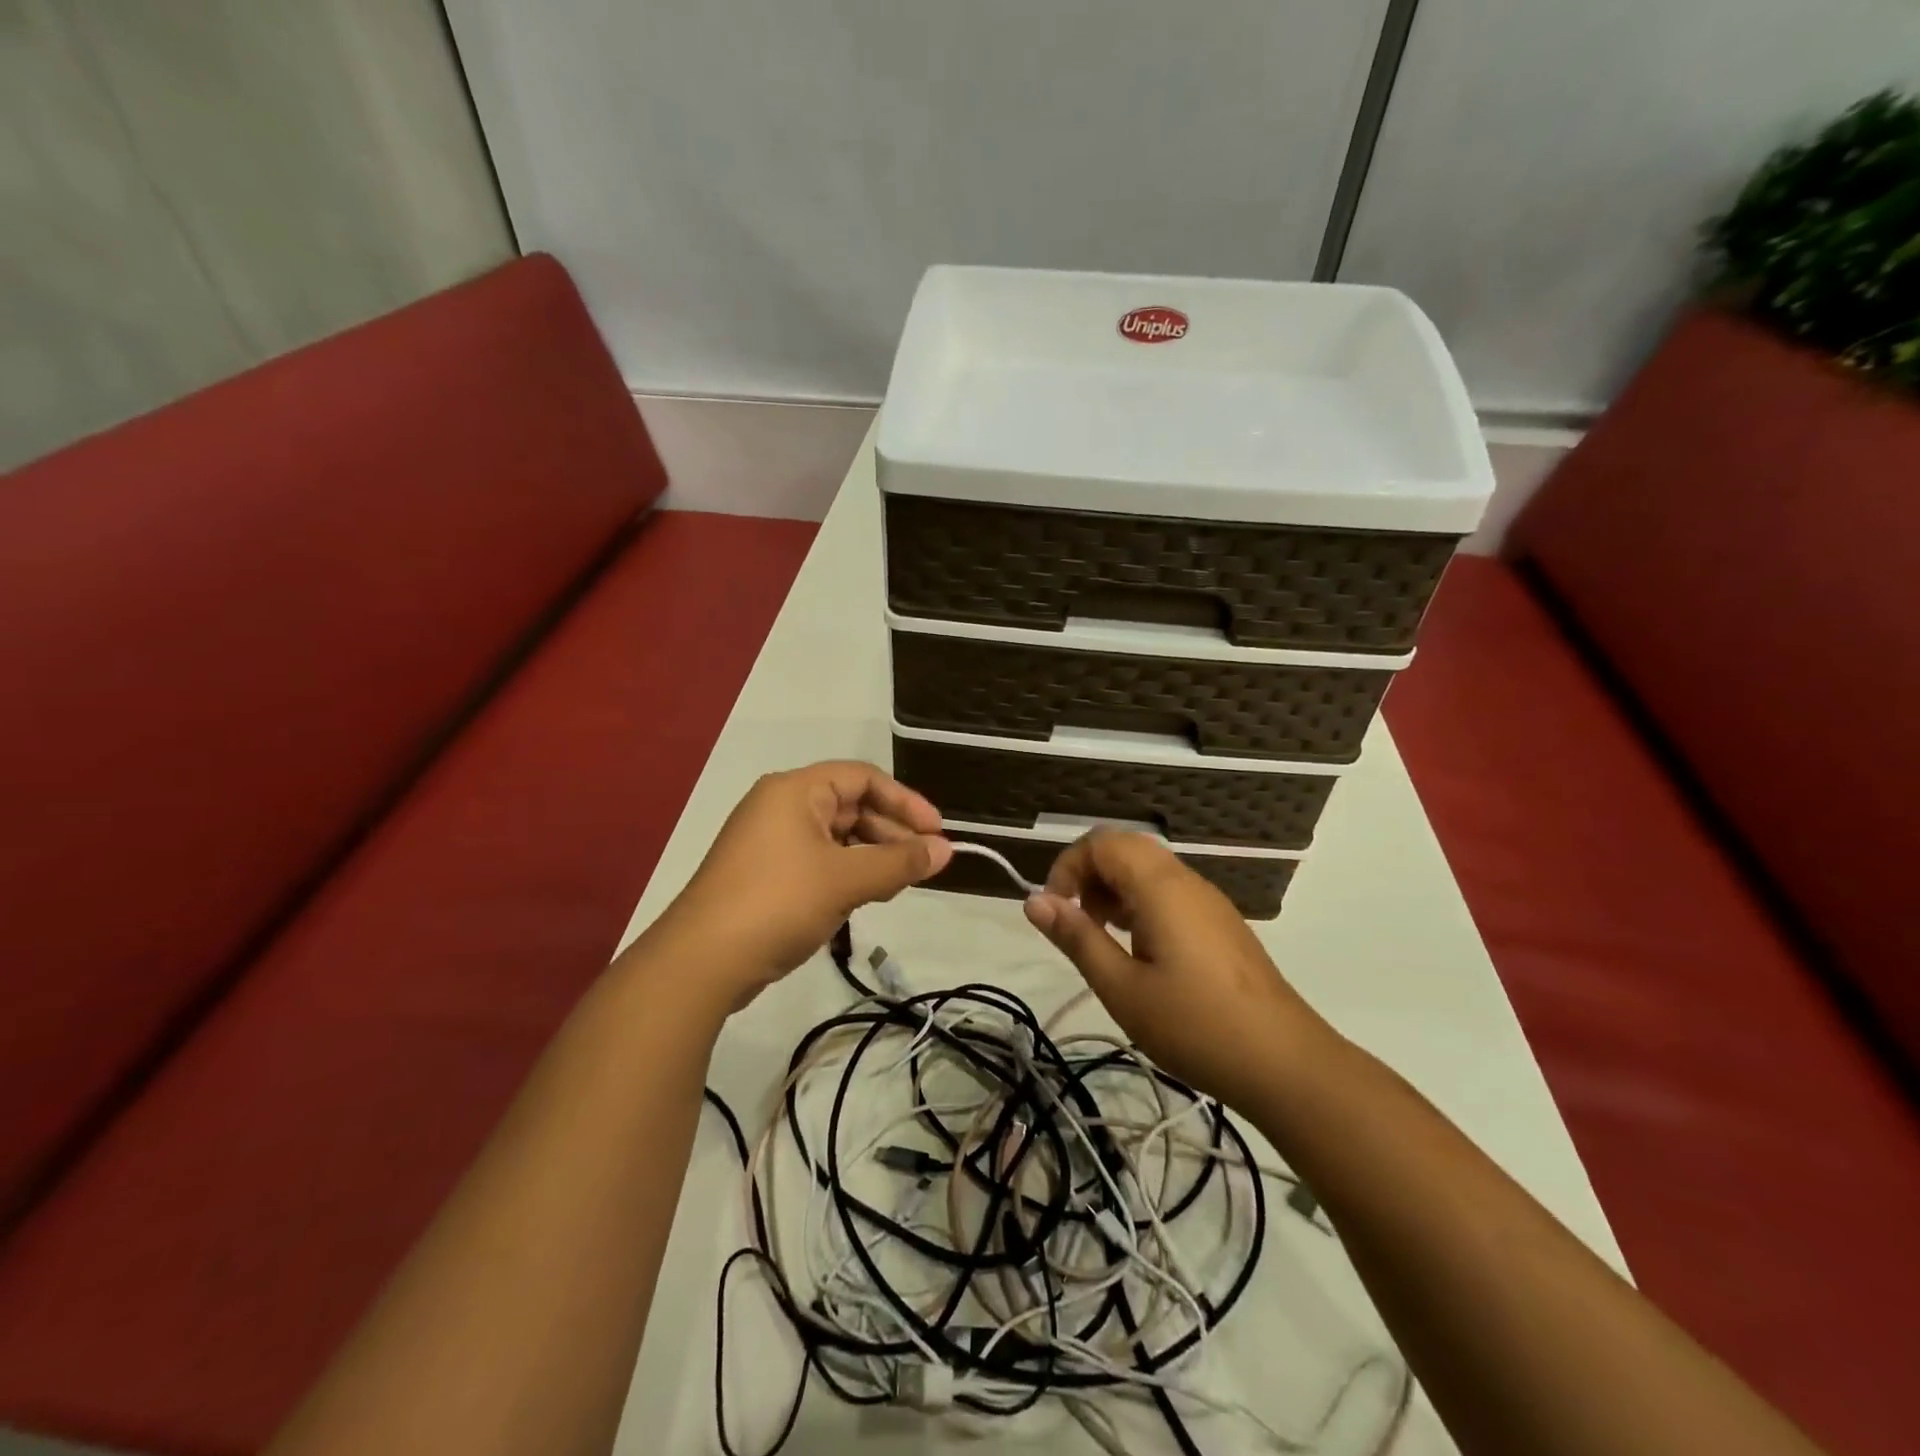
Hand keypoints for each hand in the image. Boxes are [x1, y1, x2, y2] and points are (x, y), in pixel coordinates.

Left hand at [657, 761, 951, 1006]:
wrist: (701, 963)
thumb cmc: (778, 903)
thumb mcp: (846, 880)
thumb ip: (900, 863)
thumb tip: (947, 851)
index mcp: (796, 790)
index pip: (863, 778)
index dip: (906, 802)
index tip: (937, 832)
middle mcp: (781, 806)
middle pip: (851, 806)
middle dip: (891, 832)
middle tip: (924, 863)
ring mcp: (770, 841)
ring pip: (837, 837)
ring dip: (872, 856)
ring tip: (900, 883)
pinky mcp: (766, 874)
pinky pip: (819, 861)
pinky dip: (848, 873)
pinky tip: (867, 896)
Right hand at [1023, 830, 1326, 1109]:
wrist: (1285, 1064)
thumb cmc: (1195, 1026)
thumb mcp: (1122, 988)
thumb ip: (1077, 938)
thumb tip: (1033, 900)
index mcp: (1160, 886)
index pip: (1101, 842)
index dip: (1067, 867)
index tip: (1055, 912)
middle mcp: (1186, 880)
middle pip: (1125, 848)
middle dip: (1089, 875)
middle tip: (1077, 924)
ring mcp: (1208, 900)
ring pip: (1148, 869)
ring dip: (1114, 890)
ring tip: (1103, 941)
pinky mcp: (1220, 923)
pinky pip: (1169, 892)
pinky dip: (1140, 905)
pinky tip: (1139, 953)